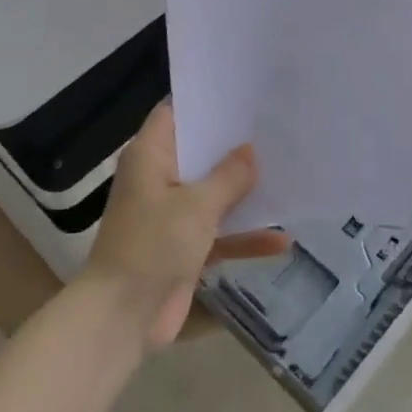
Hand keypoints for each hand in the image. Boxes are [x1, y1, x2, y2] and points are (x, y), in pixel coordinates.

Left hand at [83, 102, 290, 348]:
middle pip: (200, 152)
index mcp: (150, 156)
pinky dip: (243, 235)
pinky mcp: (183, 247)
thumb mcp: (197, 206)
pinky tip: (283, 239)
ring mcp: (171, 214)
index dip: (205, 101)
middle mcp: (159, 178)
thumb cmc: (153, 245)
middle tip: (276, 128)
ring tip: (288, 174)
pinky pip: (218, 232)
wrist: (122, 317)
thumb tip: (251, 150)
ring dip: (244, 191)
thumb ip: (228, 176)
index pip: (175, 112)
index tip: (242, 94)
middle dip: (235, 146)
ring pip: (213, 193)